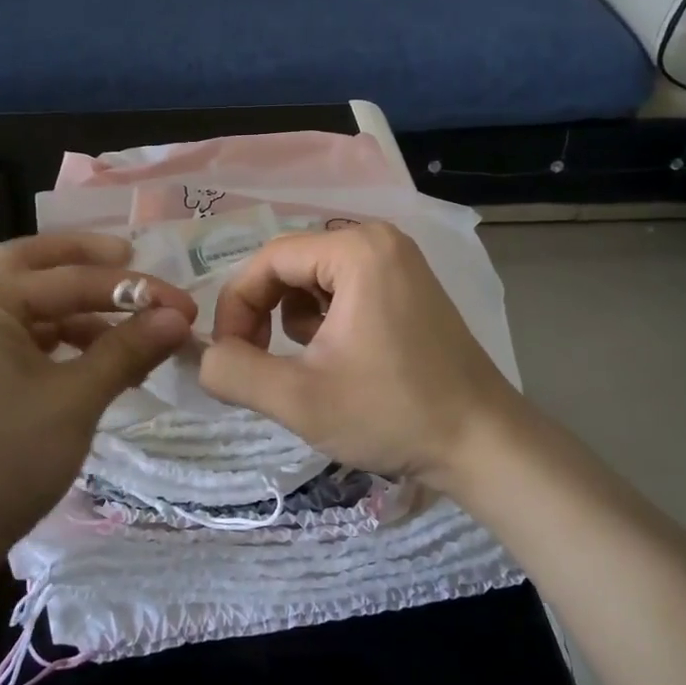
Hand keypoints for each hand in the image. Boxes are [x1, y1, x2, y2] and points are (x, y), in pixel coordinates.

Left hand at [0, 233, 193, 557]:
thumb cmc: (4, 459)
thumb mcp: (76, 400)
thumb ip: (127, 349)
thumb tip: (178, 317)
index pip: (70, 280)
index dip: (134, 290)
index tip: (184, 305)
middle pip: (32, 265)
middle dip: (85, 262)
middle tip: (131, 262)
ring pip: (26, 305)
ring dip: (76, 307)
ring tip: (126, 326)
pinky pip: (18, 338)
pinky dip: (58, 339)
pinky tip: (93, 360)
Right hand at [198, 223, 522, 495]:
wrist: (482, 443)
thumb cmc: (392, 413)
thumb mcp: (299, 398)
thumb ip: (234, 372)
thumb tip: (203, 356)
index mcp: (357, 250)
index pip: (267, 260)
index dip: (236, 306)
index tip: (230, 356)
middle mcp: (380, 241)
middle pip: (290, 266)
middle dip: (264, 315)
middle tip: (260, 365)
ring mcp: (400, 263)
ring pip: (314, 281)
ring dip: (294, 322)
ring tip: (310, 367)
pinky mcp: (410, 289)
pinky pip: (344, 292)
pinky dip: (326, 323)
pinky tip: (341, 362)